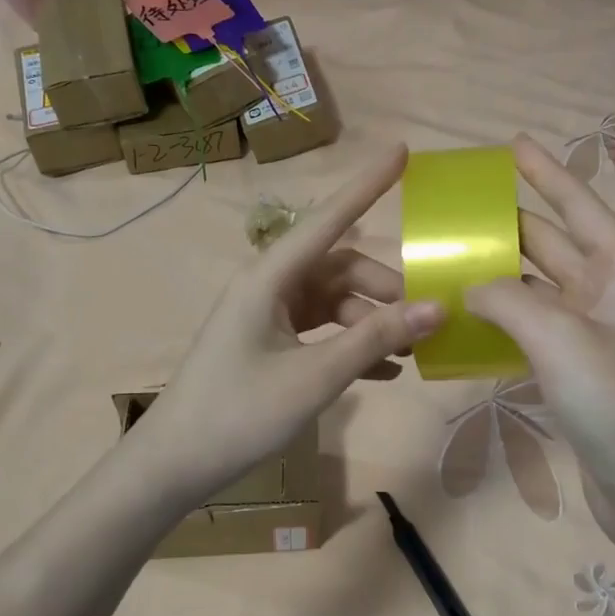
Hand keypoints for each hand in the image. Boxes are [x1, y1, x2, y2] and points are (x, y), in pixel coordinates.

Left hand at [134, 144, 444, 498]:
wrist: (176, 465)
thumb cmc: (240, 413)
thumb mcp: (315, 376)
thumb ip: (375, 338)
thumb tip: (437, 308)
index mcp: (270, 277)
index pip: (328, 219)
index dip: (367, 184)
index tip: (402, 150)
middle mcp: (269, 286)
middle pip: (340, 268)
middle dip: (384, 289)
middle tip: (426, 319)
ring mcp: (268, 316)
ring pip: (334, 302)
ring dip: (372, 322)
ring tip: (410, 352)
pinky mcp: (270, 345)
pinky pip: (321, 331)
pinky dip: (352, 345)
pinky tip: (385, 372)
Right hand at [465, 135, 614, 539]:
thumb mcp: (562, 339)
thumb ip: (508, 299)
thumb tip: (470, 287)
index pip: (579, 206)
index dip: (546, 173)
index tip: (513, 144)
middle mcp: (611, 293)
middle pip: (552, 244)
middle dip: (508, 225)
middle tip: (457, 212)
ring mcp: (593, 334)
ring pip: (537, 289)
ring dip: (497, 276)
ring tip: (448, 261)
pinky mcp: (576, 371)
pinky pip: (531, 330)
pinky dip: (501, 320)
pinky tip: (464, 319)